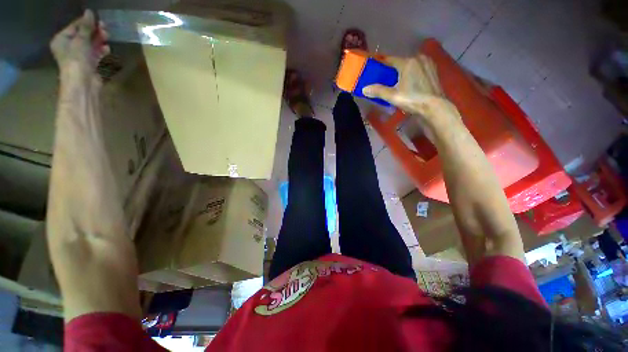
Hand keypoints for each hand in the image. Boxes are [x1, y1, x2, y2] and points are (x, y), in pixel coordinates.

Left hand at [50, 10, 109, 76]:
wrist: (82, 83)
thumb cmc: (76, 60)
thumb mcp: (80, 40)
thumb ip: (85, 26)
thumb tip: (89, 12)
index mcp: (62, 40)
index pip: (75, 26)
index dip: (86, 22)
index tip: (97, 19)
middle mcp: (68, 47)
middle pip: (83, 35)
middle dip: (94, 31)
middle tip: (104, 27)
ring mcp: (79, 57)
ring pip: (90, 44)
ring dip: (99, 40)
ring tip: (107, 36)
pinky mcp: (89, 64)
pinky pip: (95, 54)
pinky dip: (101, 50)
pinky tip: (107, 49)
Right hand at [363, 54, 455, 119]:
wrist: (434, 106)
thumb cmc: (412, 99)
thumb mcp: (393, 96)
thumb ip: (378, 91)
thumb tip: (364, 89)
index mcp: (407, 62)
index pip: (389, 59)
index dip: (380, 62)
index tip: (373, 65)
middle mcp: (418, 58)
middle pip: (400, 62)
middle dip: (392, 69)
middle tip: (384, 78)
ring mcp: (427, 64)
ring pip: (410, 65)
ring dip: (402, 71)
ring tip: (396, 81)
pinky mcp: (433, 70)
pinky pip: (418, 68)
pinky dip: (411, 73)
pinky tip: (409, 82)